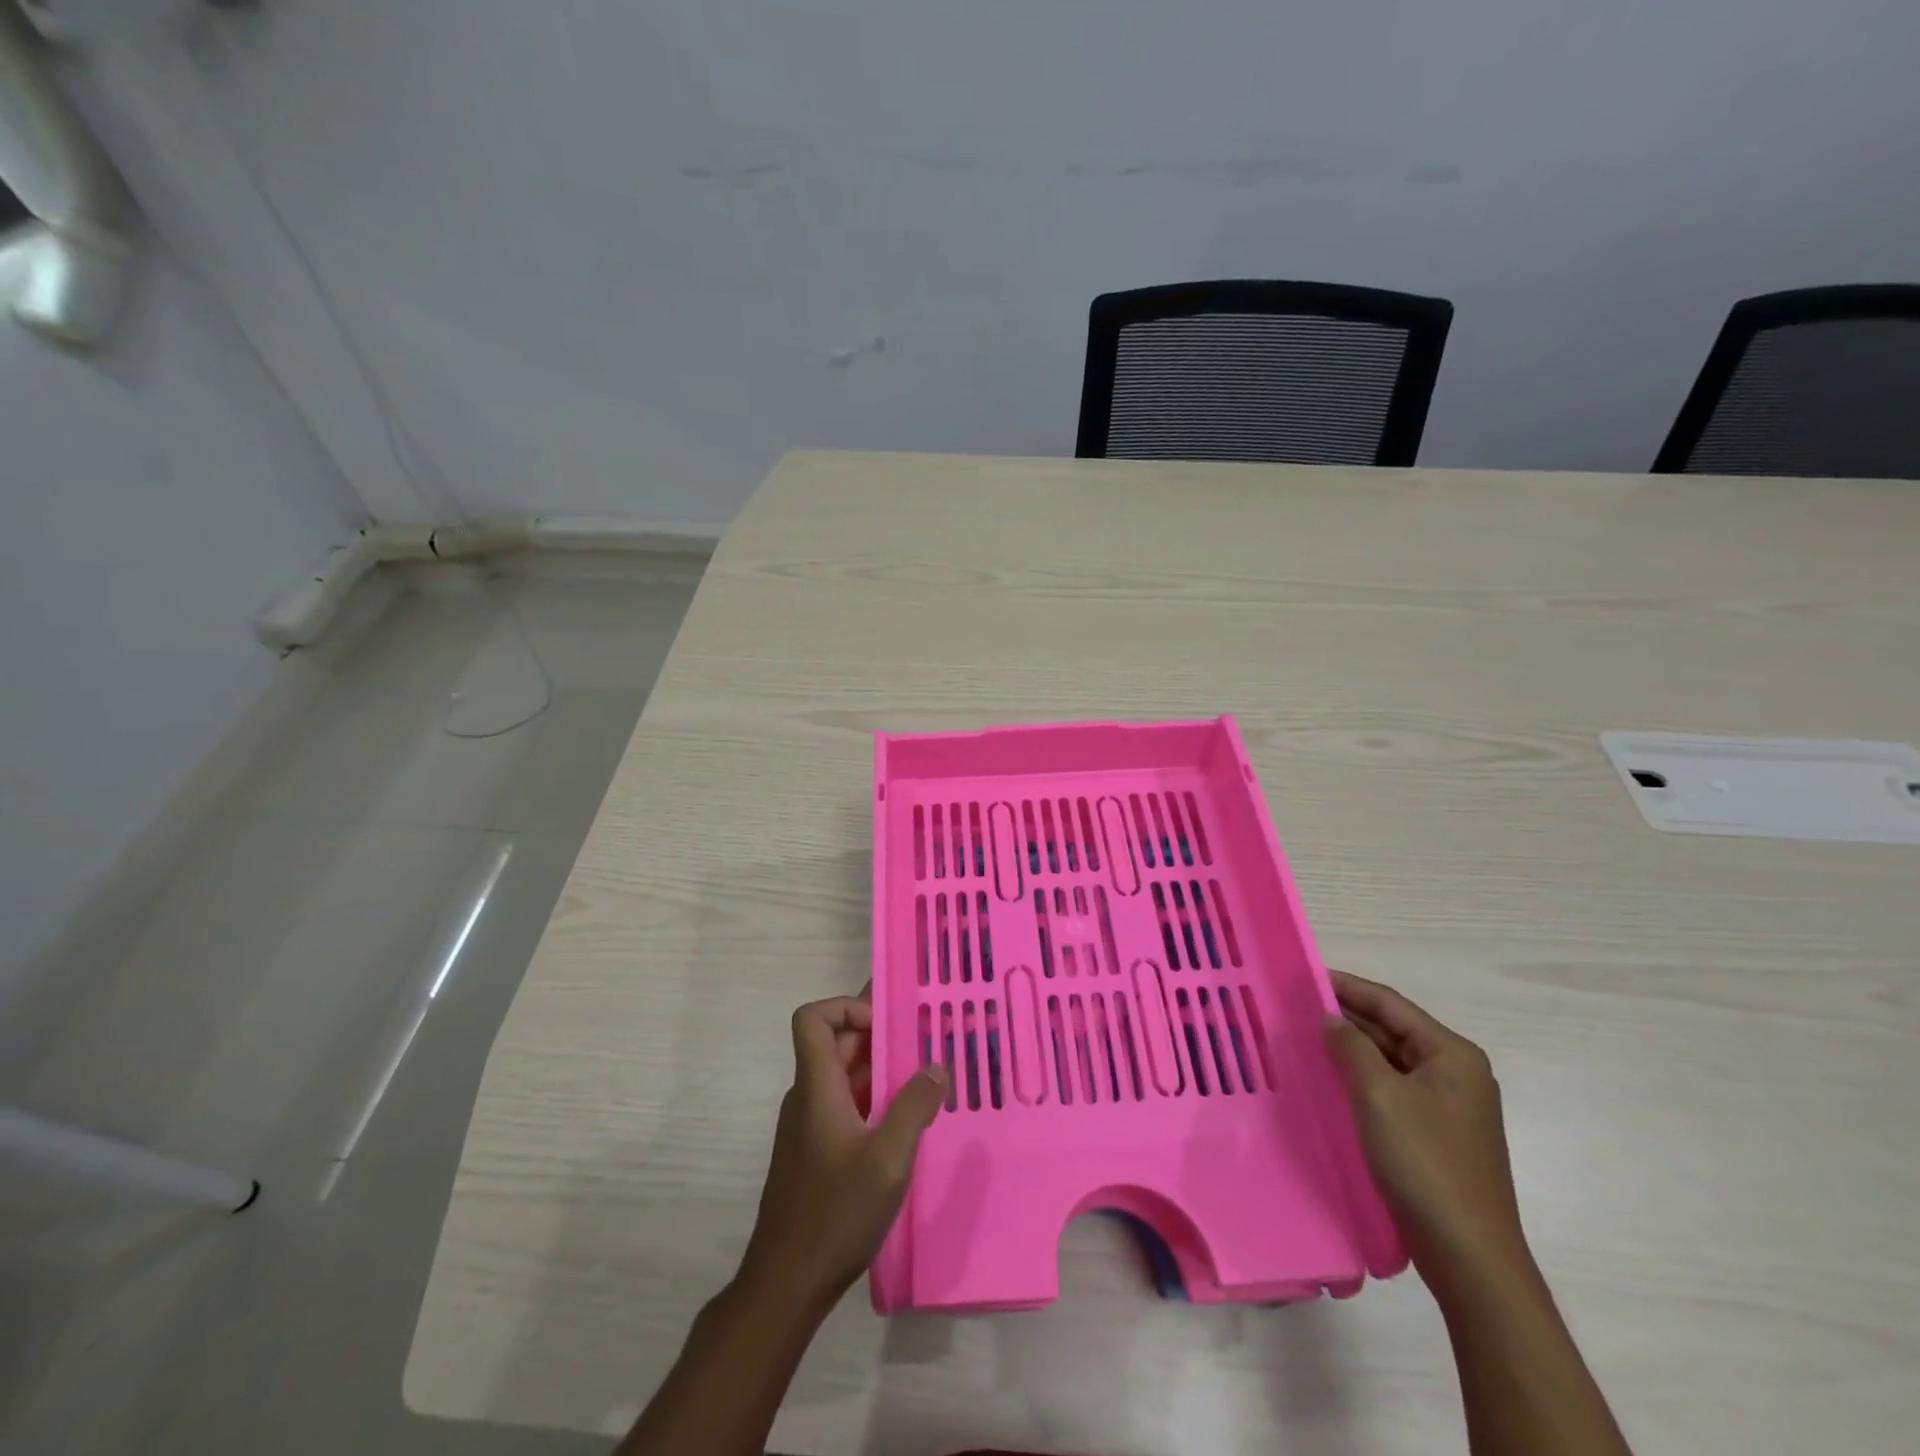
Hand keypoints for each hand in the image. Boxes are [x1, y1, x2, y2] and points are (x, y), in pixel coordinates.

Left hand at [736, 991, 946, 1315]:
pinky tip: (908, 1118)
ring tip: (926, 1071)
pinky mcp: (818, 1150)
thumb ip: (915, 1107)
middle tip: (924, 1034)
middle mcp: (809, 1096)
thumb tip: (936, 1066)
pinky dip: (875, 1097)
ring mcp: (811, 1124)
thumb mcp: (888, 1159)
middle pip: (836, 1043)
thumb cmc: (835, 1213)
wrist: (787, 1283)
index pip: (813, 1018)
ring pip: (844, 1075)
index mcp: (817, 1086)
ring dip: (881, 1067)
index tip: (887, 1025)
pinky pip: (847, 1104)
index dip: (847, 1007)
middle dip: (878, 1032)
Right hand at [1322, 970, 1528, 1285]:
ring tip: (1303, 1036)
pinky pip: (1390, 1089)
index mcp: (1452, 1055)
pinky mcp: (1434, 1134)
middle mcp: (1455, 1073)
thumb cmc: (1426, 1164)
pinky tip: (1328, 1079)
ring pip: (1389, 1060)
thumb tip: (1330, 1019)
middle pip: (1392, 1029)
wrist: (1469, 1256)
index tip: (1304, 976)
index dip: (1347, 986)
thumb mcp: (1380, 1096)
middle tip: (1295, 1005)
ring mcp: (1446, 1106)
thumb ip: (1351, 1048)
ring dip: (1350, 1047)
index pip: (1390, 1004)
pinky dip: (1359, 1077)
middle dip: (1346, 1016)